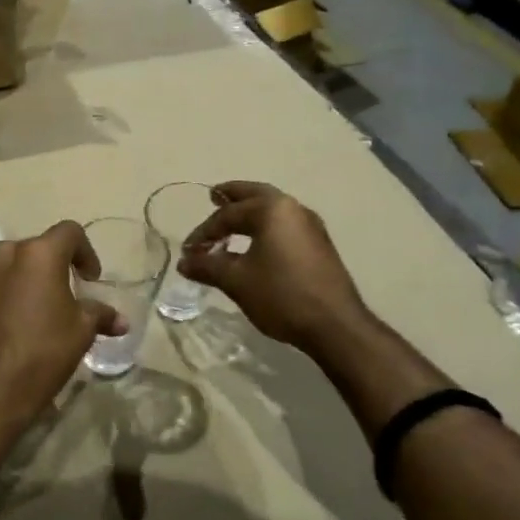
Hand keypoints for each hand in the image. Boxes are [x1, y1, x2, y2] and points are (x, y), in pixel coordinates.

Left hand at [0, 222, 121, 435]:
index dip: (84, 252)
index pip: (69, 233)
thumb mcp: (80, 334)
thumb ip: (99, 315)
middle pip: (33, 248)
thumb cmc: (41, 357)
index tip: (88, 278)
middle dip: (48, 267)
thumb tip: (120, 320)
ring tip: (23, 304)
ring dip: (16, 274)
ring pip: (2, 260)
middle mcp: (4, 251)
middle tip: (56, 297)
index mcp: (40, 254)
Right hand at [178, 181, 374, 356]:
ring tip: (232, 220)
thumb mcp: (237, 281)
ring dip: (250, 211)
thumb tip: (184, 261)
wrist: (335, 325)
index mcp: (271, 209)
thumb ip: (207, 266)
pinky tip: (256, 243)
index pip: (228, 214)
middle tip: (213, 196)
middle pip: (255, 195)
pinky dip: (266, 225)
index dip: (204, 231)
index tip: (189, 250)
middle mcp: (293, 208)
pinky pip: (285, 224)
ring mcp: (310, 225)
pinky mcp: (319, 243)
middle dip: (232, 196)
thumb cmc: (282, 295)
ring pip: (273, 208)